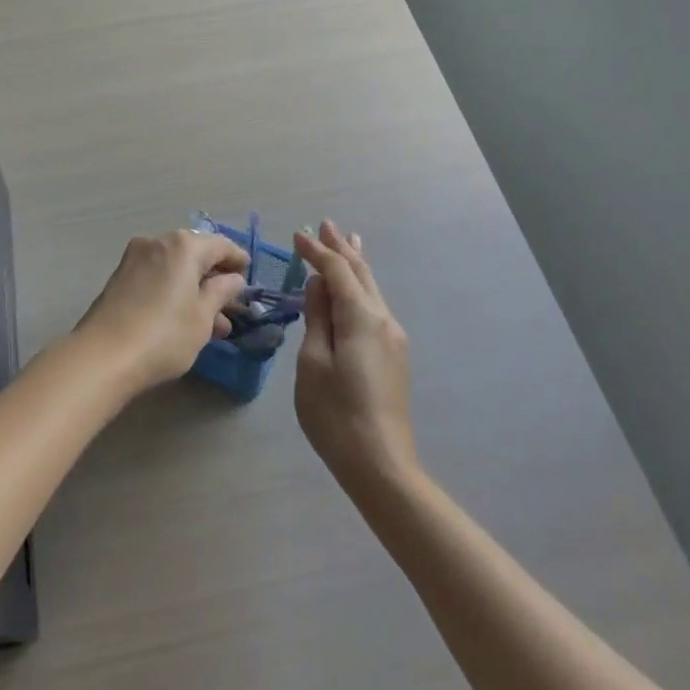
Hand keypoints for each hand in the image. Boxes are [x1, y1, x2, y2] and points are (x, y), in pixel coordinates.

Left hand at [75, 230, 250, 393]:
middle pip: (195, 253)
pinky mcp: (120, 278)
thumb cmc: (164, 335)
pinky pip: (157, 277)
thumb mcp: (203, 317)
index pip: (220, 245)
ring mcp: (134, 259)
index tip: (248, 274)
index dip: (237, 259)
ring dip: (195, 289)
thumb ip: (221, 293)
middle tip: (231, 302)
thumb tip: (233, 279)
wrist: (102, 357)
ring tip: (214, 323)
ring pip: (175, 268)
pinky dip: (174, 291)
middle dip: (214, 277)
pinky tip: (185, 320)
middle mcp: (157, 243)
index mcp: (183, 246)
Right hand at [292, 222, 418, 492]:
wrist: (381, 464)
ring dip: (354, 264)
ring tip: (346, 241)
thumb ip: (316, 319)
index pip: (336, 271)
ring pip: (371, 289)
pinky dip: (360, 287)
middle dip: (342, 248)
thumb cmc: (336, 415)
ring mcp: (393, 338)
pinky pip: (374, 306)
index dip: (316, 251)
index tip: (296, 235)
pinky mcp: (393, 355)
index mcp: (362, 317)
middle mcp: (383, 319)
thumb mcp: (313, 364)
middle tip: (326, 224)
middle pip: (361, 273)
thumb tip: (317, 285)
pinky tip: (356, 286)